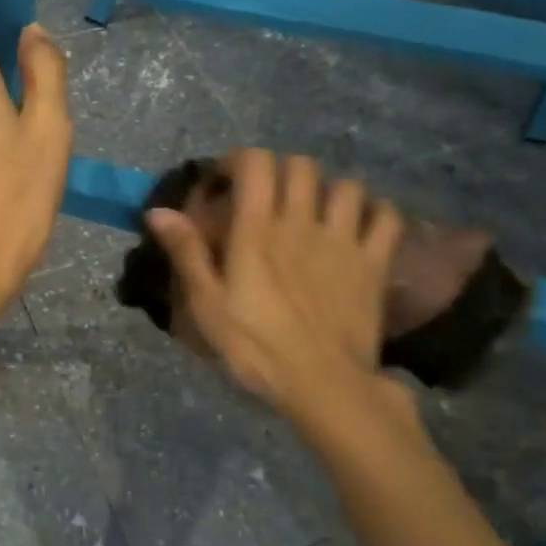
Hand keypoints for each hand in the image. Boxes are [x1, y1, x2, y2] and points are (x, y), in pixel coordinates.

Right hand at [146, 149, 415, 427]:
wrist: (323, 385)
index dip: (239, 160)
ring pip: (346, 185)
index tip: (226, 182)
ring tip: (317, 211)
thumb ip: (187, 253)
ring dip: (328, 190)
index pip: (255, 163)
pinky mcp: (375, 263)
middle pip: (300, 166)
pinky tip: (361, 226)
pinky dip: (375, 212)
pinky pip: (387, 217)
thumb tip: (158, 211)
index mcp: (258, 230)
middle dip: (280, 171)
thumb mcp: (207, 305)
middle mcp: (302, 222)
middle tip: (267, 197)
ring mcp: (344, 240)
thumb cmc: (256, 348)